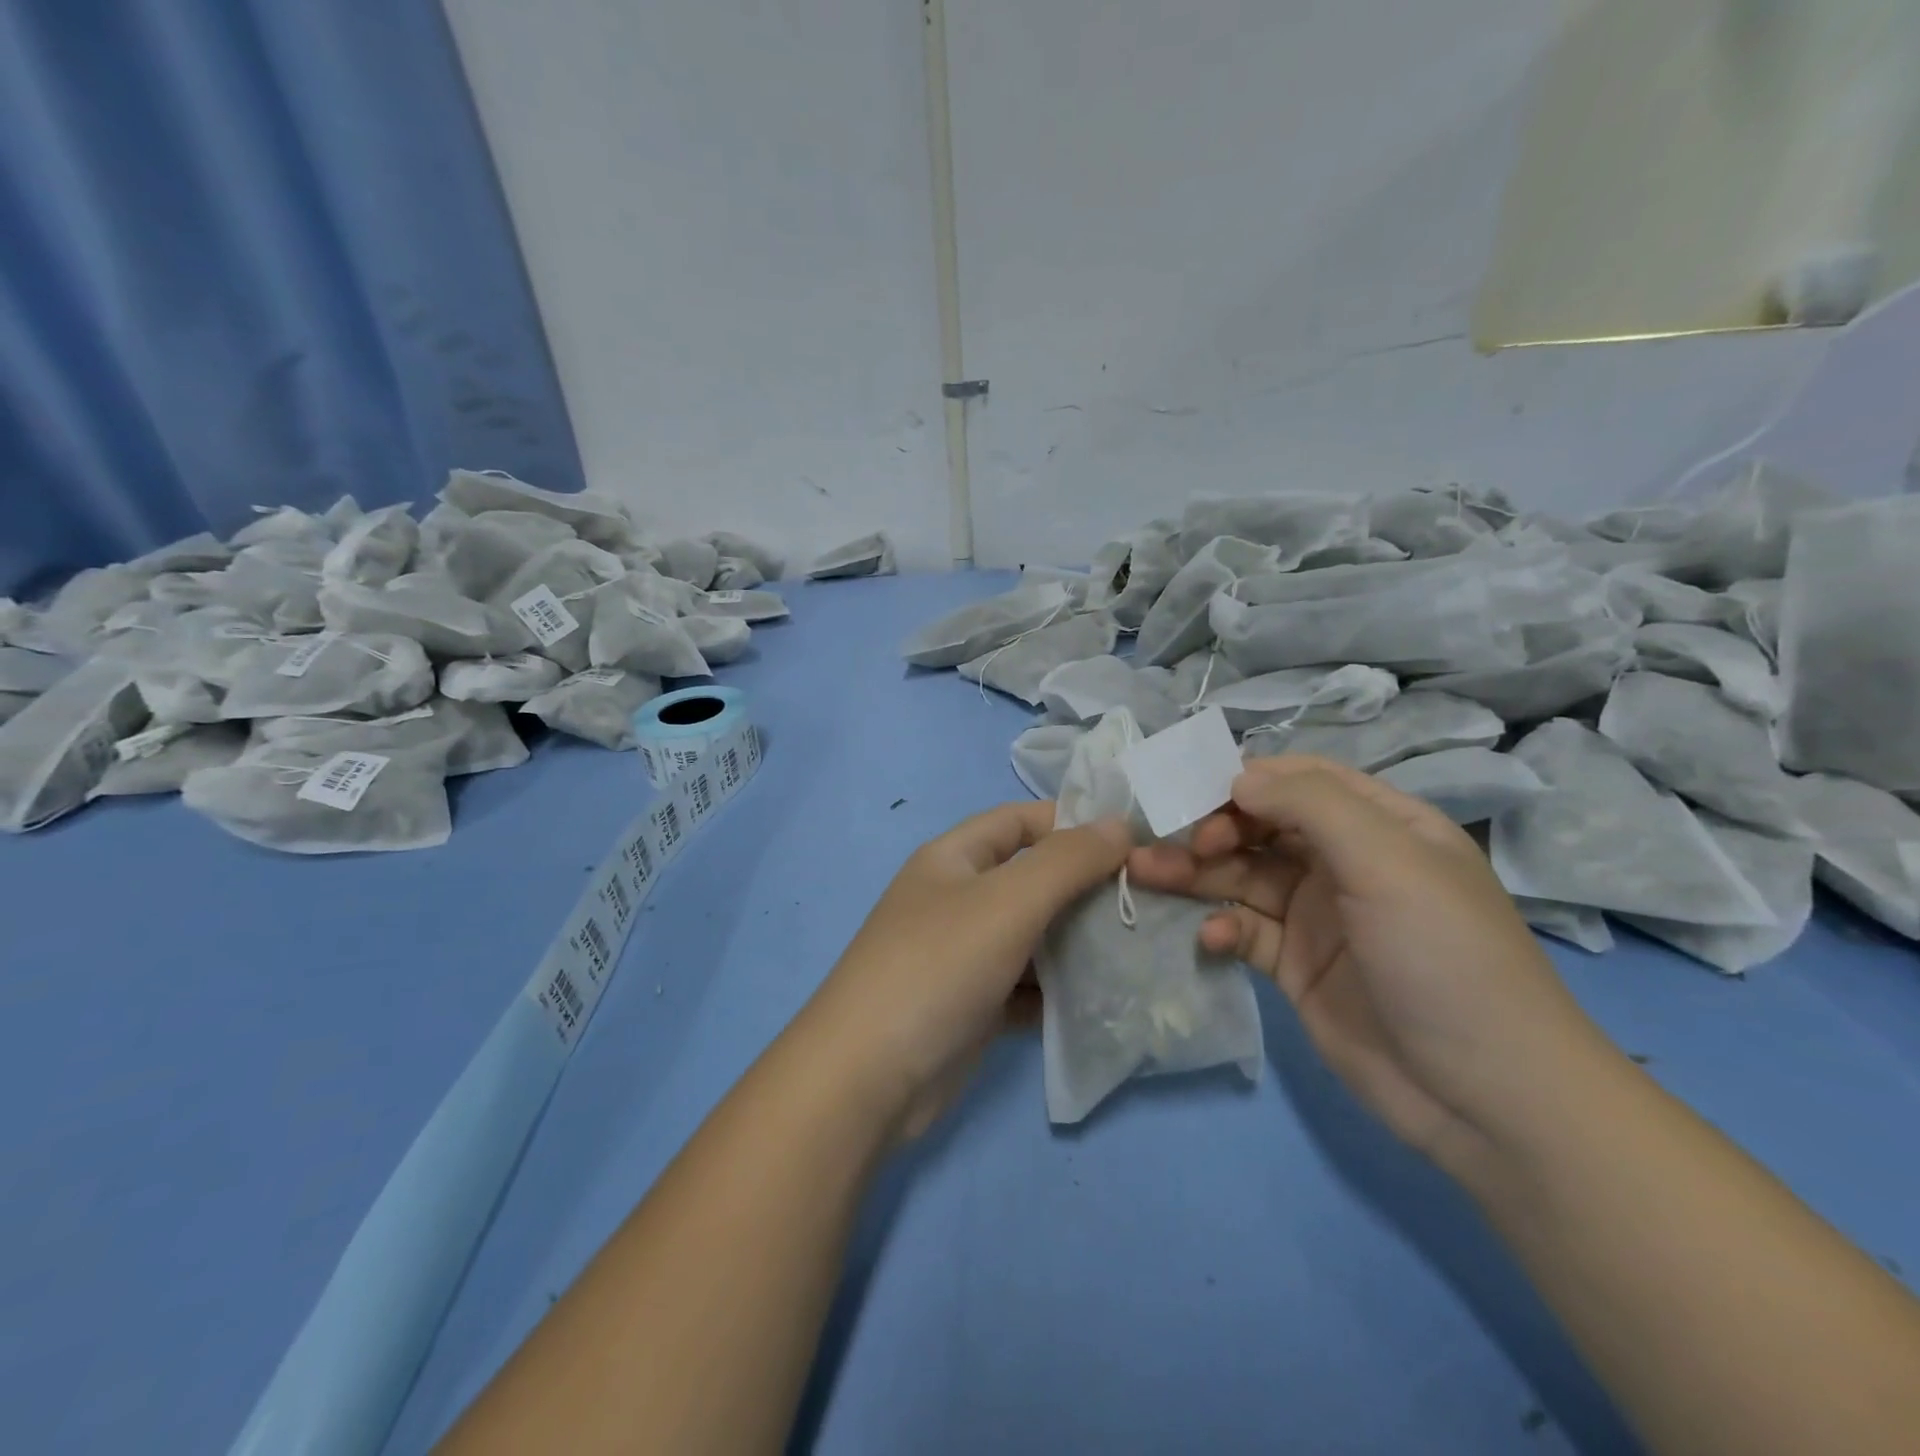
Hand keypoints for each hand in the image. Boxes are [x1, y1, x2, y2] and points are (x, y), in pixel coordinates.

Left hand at [805, 801, 1131, 1141]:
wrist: (868, 1080)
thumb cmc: (938, 967)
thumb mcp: (1007, 901)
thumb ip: (1067, 860)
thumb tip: (1118, 824)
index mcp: (953, 858)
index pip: (1020, 821)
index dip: (1072, 824)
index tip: (1132, 844)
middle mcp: (956, 900)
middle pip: (1031, 880)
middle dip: (1084, 888)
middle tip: (1147, 902)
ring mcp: (962, 956)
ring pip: (1032, 937)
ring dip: (1078, 943)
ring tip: (1139, 950)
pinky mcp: (972, 1007)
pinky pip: (1026, 987)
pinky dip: (1059, 991)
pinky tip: (1104, 1000)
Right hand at [1127, 755, 1617, 1176]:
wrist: (1486, 1099)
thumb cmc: (1444, 958)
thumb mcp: (1388, 862)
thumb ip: (1311, 806)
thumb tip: (1238, 779)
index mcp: (1382, 826)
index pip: (1302, 782)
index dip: (1247, 781)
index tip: (1197, 797)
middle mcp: (1346, 864)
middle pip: (1262, 828)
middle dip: (1211, 828)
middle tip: (1172, 844)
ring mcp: (1319, 917)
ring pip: (1242, 876)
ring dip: (1195, 873)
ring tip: (1143, 872)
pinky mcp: (1296, 966)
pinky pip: (1245, 931)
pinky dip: (1222, 927)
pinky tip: (1211, 938)